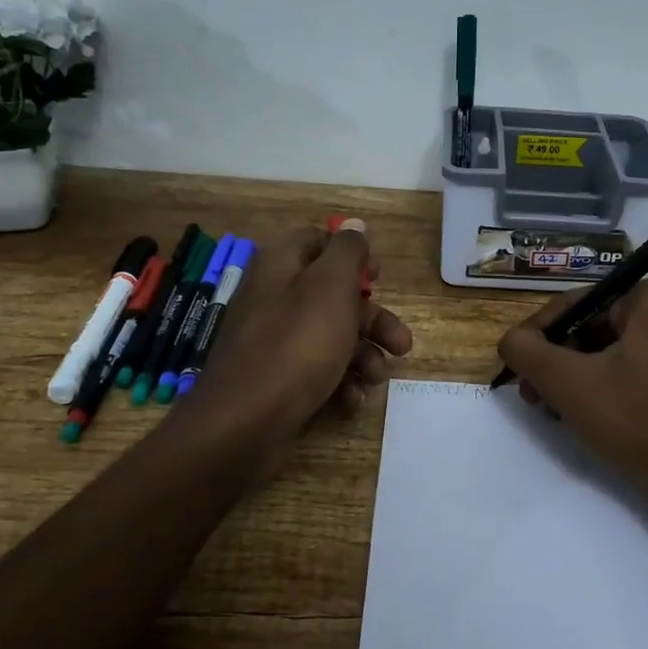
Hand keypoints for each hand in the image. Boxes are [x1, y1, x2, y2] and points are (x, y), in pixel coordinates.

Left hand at [190, 219, 413, 441]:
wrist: (245, 423)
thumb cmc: (297, 345)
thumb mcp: (330, 287)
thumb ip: (346, 252)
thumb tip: (354, 225)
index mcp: (281, 267)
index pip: (315, 241)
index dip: (350, 254)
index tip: (377, 276)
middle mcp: (274, 299)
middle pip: (332, 296)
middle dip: (372, 320)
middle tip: (402, 344)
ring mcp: (273, 342)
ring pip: (330, 337)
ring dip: (363, 356)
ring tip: (377, 379)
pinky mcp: (276, 380)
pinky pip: (315, 371)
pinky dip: (339, 383)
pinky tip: (351, 401)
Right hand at [497, 281, 647, 560]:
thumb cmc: (636, 421)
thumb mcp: (568, 382)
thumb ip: (527, 351)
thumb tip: (510, 341)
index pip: (574, 303)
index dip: (537, 334)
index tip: (515, 367)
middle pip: (588, 327)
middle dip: (553, 360)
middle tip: (529, 395)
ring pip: (602, 353)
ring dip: (569, 378)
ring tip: (548, 410)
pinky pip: (623, 373)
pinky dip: (595, 390)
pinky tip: (575, 418)